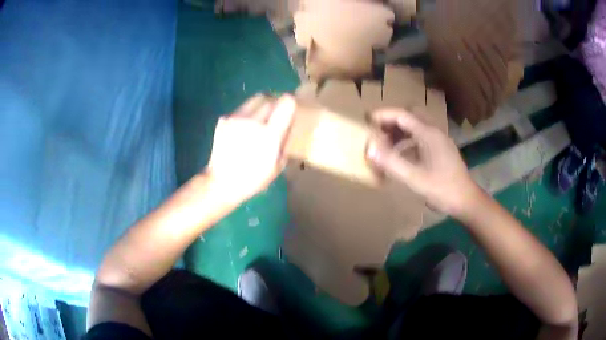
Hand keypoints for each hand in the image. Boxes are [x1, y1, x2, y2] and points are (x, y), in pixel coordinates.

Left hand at [206, 94, 295, 203]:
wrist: (221, 182)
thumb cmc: (253, 179)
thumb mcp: (277, 166)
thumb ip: (285, 141)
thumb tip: (288, 125)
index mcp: (269, 134)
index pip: (286, 103)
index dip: (290, 103)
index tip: (291, 108)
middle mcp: (253, 121)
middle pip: (270, 99)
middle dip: (275, 104)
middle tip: (276, 114)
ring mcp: (236, 118)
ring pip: (254, 100)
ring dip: (261, 105)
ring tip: (260, 118)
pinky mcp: (224, 119)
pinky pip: (241, 109)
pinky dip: (247, 113)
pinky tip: (244, 128)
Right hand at [366, 109, 482, 217]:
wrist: (466, 200)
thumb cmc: (442, 189)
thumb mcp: (414, 178)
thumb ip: (391, 162)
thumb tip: (370, 148)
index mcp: (428, 134)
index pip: (402, 115)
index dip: (383, 115)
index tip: (366, 120)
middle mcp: (435, 132)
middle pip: (410, 116)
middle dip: (392, 121)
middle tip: (378, 132)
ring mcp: (440, 140)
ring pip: (417, 126)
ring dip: (400, 131)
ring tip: (386, 145)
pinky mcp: (442, 150)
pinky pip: (422, 137)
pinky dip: (408, 140)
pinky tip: (403, 156)